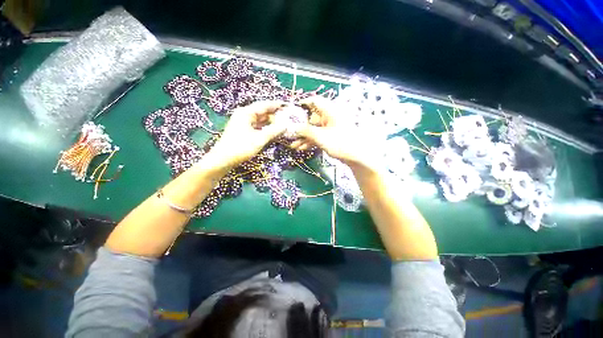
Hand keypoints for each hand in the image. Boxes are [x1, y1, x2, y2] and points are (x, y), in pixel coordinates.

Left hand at [205, 101, 285, 168]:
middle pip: (262, 112)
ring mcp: (243, 123)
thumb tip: (285, 125)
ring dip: (271, 122)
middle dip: (275, 115)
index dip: (276, 105)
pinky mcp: (243, 131)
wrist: (223, 160)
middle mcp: (244, 115)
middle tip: (288, 117)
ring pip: (260, 120)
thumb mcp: (260, 139)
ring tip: (283, 124)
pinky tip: (273, 131)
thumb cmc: (241, 147)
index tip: (287, 105)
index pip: (264, 105)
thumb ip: (273, 131)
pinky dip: (265, 128)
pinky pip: (257, 126)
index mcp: (246, 113)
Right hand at [291, 96, 377, 169]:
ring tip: (293, 145)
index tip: (291, 111)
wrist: (356, 157)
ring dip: (303, 137)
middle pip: (311, 118)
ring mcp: (330, 128)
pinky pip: (318, 136)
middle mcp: (329, 117)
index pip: (314, 101)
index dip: (302, 104)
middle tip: (289, 134)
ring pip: (314, 129)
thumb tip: (293, 128)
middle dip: (300, 127)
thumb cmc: (340, 143)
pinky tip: (301, 148)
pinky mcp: (330, 137)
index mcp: (330, 111)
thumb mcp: (320, 136)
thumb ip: (305, 131)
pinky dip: (310, 141)